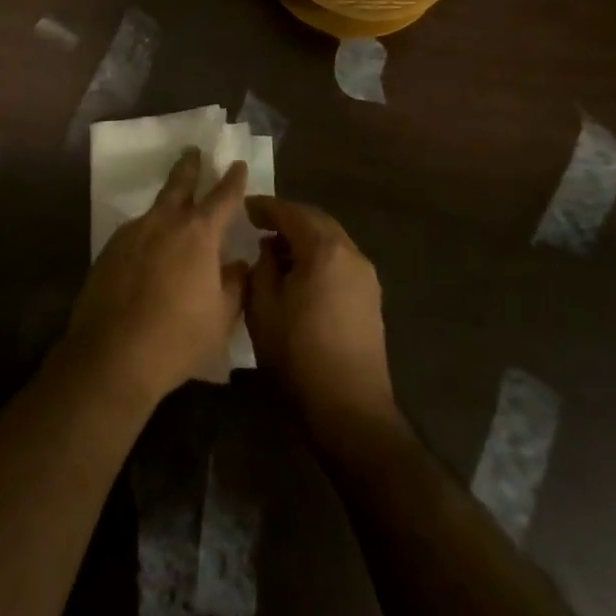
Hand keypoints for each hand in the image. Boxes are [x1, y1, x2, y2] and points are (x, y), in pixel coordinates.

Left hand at [65, 149, 249, 407]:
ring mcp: (131, 234)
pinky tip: (148, 255)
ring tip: (173, 215)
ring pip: (154, 211)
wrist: (112, 354)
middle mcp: (163, 223)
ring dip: (166, 207)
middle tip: (193, 152)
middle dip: (189, 166)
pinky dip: (147, 236)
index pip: (223, 197)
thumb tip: (238, 265)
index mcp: (198, 234)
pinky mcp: (108, 251)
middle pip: (178, 184)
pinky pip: (135, 234)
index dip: (233, 180)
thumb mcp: (221, 316)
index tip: (237, 163)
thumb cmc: (177, 337)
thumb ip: (235, 284)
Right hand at [244, 197, 396, 445]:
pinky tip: (299, 273)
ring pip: (332, 241)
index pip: (292, 213)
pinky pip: (340, 261)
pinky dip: (318, 256)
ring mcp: (366, 277)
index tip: (244, 207)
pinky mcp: (371, 299)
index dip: (266, 207)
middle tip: (259, 223)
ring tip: (275, 249)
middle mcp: (352, 254)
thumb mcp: (263, 306)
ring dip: (304, 238)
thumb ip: (262, 267)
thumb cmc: (298, 353)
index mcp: (325, 250)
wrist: (349, 407)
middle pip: (317, 221)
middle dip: (288, 218)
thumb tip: (269, 249)